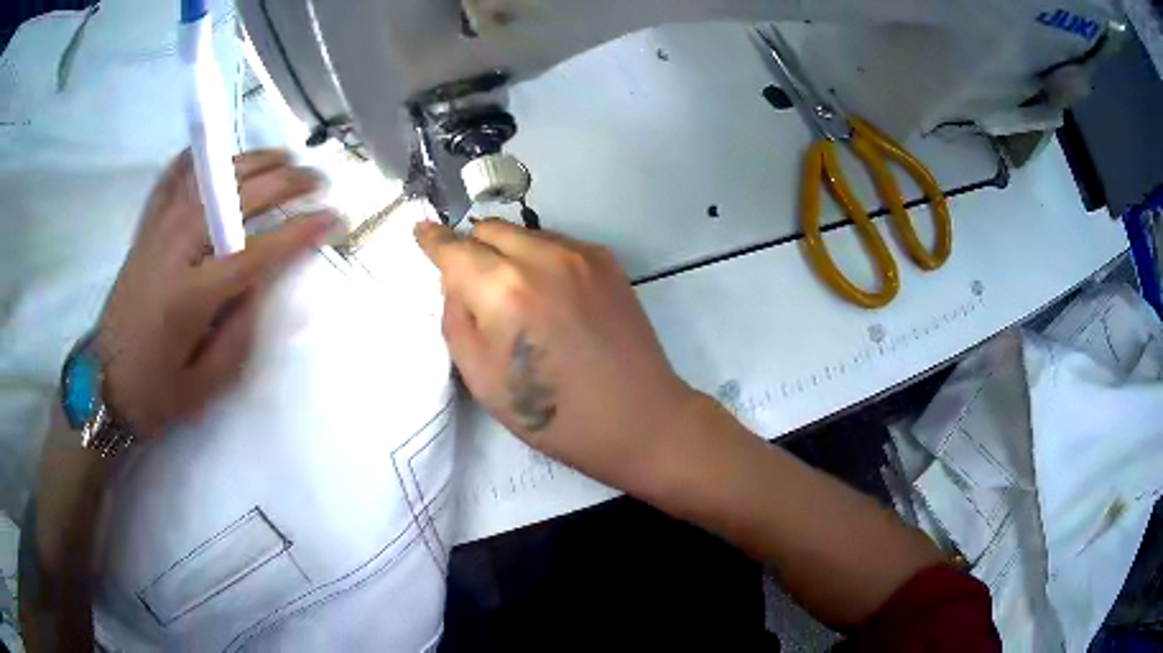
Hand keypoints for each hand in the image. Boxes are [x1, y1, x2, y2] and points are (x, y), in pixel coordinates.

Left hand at [98, 149, 333, 436]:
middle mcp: (174, 250)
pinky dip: (196, 157)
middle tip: (317, 181)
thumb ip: (241, 331)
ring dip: (251, 160)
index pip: (257, 251)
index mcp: (190, 296)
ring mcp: (156, 232)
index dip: (301, 232)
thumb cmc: (155, 392)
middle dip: (285, 183)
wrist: (103, 384)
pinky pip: (171, 178)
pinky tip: (216, 151)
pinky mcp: (144, 229)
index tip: (334, 220)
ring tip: (283, 157)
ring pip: (210, 177)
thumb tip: (264, 281)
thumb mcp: (207, 384)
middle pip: (237, 199)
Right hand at [415, 218, 699, 490]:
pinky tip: (550, 294)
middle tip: (471, 280)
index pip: (454, 248)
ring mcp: (580, 254)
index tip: (422, 232)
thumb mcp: (481, 378)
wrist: (639, 418)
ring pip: (523, 233)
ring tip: (515, 293)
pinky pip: (556, 244)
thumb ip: (457, 319)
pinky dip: (539, 258)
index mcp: (503, 289)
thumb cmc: (553, 414)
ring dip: (506, 251)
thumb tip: (456, 282)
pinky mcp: (607, 261)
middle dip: (471, 247)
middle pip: (489, 228)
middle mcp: (542, 257)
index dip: (433, 240)